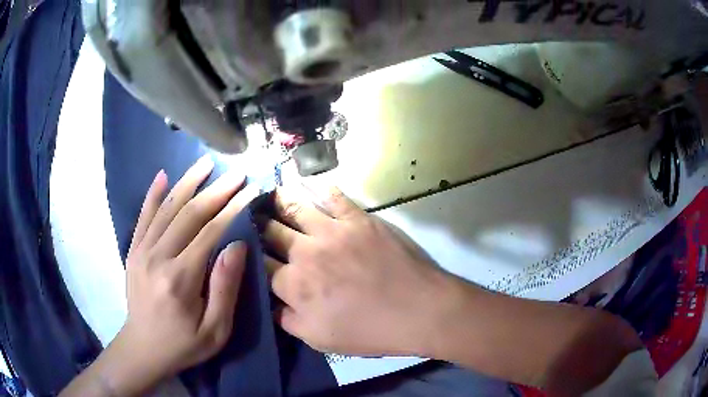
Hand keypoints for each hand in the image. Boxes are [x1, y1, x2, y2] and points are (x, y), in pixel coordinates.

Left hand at [61, 156, 261, 396]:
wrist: (142, 348)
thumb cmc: (183, 344)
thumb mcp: (215, 330)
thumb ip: (225, 289)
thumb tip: (238, 246)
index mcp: (180, 279)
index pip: (209, 233)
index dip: (231, 209)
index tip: (249, 190)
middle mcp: (157, 257)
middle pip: (188, 214)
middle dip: (215, 190)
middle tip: (235, 172)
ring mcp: (141, 251)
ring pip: (166, 208)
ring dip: (187, 183)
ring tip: (205, 162)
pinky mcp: (133, 251)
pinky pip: (143, 216)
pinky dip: (153, 194)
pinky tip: (163, 175)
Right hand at [262, 186, 451, 356]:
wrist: (418, 311)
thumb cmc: (369, 331)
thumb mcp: (319, 340)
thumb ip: (287, 320)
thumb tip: (269, 302)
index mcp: (293, 285)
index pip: (260, 263)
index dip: (250, 254)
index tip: (246, 247)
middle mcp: (305, 252)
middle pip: (271, 231)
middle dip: (258, 224)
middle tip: (252, 215)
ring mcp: (332, 231)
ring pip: (295, 208)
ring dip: (279, 199)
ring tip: (269, 193)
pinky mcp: (358, 219)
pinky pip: (333, 197)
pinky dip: (319, 188)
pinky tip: (310, 184)